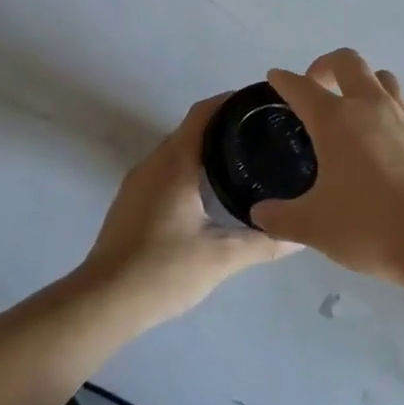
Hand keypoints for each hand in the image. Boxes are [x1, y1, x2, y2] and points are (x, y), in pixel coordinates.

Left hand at [78, 94, 295, 328]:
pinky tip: (208, 192)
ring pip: (176, 151)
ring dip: (204, 149)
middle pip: (191, 129)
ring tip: (241, 161)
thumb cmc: (163, 270)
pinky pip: (164, 170)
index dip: (231, 102)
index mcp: (175, 163)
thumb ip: (263, 243)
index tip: (260, 104)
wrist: (102, 303)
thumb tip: (301, 238)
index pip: (204, 113)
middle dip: (224, 126)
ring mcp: (137, 182)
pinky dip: (188, 169)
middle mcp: (153, 163)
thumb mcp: (221, 258)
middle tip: (261, 136)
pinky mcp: (129, 202)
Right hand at [253, 49, 403, 285]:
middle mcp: (369, 107)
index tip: (275, 77)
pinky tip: (378, 141)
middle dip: (325, 65)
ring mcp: (402, 117)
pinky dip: (384, 110)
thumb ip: (280, 218)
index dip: (284, 80)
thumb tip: (258, 213)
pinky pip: (400, 106)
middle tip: (315, 87)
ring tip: (350, 106)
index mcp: (336, 120)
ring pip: (381, 77)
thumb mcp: (313, 226)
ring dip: (361, 81)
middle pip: (347, 62)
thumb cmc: (368, 225)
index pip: (302, 87)